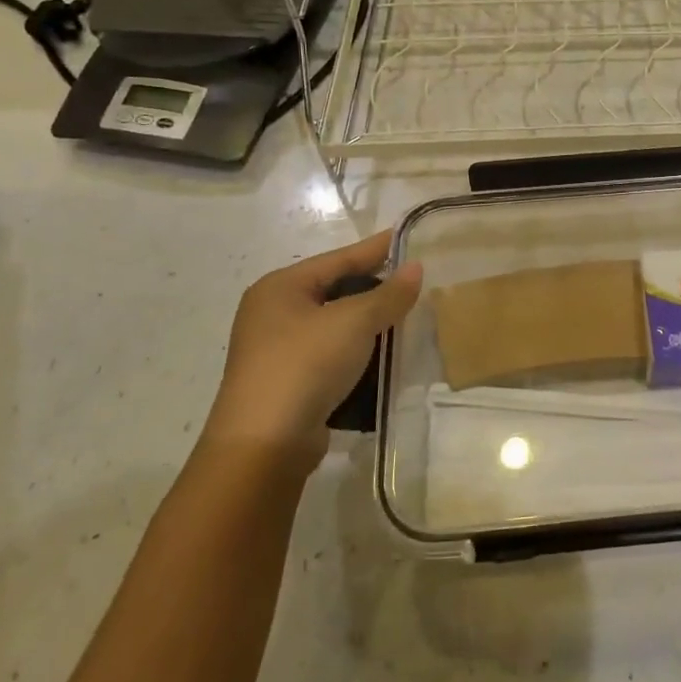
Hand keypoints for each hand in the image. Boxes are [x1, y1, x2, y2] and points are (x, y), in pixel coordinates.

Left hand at [202, 230, 421, 470]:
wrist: (264, 445)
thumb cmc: (305, 365)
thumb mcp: (354, 322)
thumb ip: (388, 294)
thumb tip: (416, 268)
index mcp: (280, 287)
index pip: (338, 258)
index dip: (376, 248)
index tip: (408, 237)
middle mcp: (273, 313)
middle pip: (335, 290)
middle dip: (374, 288)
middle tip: (414, 282)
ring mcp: (277, 350)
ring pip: (334, 326)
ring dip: (368, 325)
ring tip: (407, 319)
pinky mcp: (288, 383)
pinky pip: (331, 356)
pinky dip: (357, 353)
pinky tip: (385, 357)